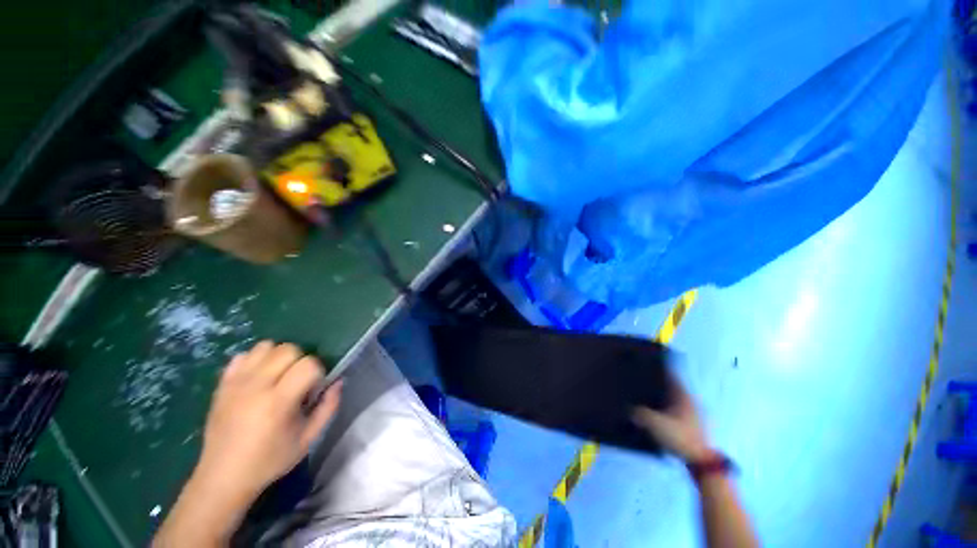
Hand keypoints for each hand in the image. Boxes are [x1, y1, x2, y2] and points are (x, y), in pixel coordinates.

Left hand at [194, 340, 341, 503]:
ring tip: (278, 377)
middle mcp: (256, 386)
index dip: (318, 373)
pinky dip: (255, 360)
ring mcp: (236, 383)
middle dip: (300, 361)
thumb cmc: (270, 460)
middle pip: (288, 349)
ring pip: (266, 346)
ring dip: (279, 357)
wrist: (223, 477)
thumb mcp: (309, 438)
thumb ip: (329, 406)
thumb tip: (338, 381)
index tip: (312, 391)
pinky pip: (242, 355)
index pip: (308, 364)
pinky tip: (258, 378)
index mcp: (279, 402)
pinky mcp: (222, 384)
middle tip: (297, 383)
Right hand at [633, 375, 710, 462]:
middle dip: (661, 385)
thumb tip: (629, 409)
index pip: (672, 376)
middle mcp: (691, 401)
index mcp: (683, 396)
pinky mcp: (695, 426)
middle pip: (674, 388)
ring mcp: (695, 414)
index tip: (649, 365)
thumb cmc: (680, 437)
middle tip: (645, 382)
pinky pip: (679, 412)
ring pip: (677, 400)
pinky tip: (660, 417)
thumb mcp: (655, 424)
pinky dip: (669, 411)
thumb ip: (640, 414)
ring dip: (665, 399)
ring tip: (649, 399)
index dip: (661, 369)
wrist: (702, 461)